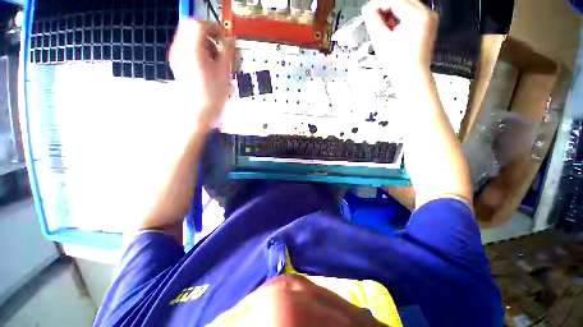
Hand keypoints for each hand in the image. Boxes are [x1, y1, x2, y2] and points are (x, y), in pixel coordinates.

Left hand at [169, 19, 233, 128]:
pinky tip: (210, 65)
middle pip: (191, 28)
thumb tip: (229, 41)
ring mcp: (178, 58)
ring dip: (205, 43)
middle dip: (208, 33)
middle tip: (220, 44)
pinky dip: (200, 51)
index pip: (198, 24)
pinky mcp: (180, 65)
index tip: (224, 34)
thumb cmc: (210, 98)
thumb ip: (227, 53)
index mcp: (191, 51)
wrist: (198, 113)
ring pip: (190, 38)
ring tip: (217, 57)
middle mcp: (180, 51)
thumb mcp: (224, 73)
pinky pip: (189, 49)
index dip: (213, 26)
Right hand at [363, 0, 437, 73]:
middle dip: (386, 5)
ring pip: (408, 3)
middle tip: (374, 15)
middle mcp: (426, 13)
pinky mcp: (429, 23)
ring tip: (383, 23)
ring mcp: (429, 17)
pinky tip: (393, 25)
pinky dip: (401, 14)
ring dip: (393, 10)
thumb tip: (367, 10)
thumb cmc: (398, 64)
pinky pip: (413, 11)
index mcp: (415, 17)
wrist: (413, 75)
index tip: (368, 10)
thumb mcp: (382, 43)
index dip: (379, 3)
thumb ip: (374, 23)